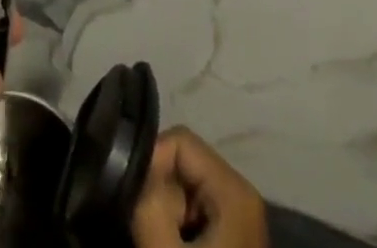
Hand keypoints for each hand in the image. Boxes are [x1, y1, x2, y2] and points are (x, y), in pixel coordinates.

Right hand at [133, 129, 267, 247]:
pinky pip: (195, 207)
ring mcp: (240, 213)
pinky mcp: (234, 233)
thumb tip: (134, 165)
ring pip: (186, 185)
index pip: (179, 139)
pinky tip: (173, 244)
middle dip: (158, 188)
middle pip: (183, 161)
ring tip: (160, 239)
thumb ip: (150, 203)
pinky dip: (177, 222)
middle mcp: (242, 189)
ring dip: (165, 208)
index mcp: (235, 186)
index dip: (151, 162)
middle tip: (148, 226)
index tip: (134, 197)